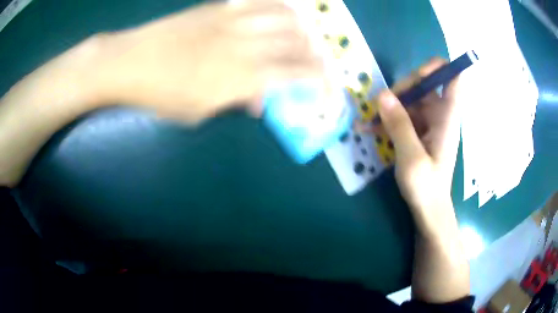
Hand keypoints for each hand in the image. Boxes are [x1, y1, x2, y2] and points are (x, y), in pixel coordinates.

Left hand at [97, 0, 324, 122]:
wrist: (129, 62)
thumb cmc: (159, 95)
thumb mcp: (197, 112)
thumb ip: (233, 103)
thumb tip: (258, 102)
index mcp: (240, 77)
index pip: (295, 74)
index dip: (319, 79)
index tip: (328, 85)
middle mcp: (244, 45)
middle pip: (295, 43)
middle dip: (315, 54)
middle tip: (318, 61)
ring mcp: (232, 21)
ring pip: (284, 16)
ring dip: (301, 27)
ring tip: (304, 35)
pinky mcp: (218, 8)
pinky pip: (258, 0)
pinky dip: (278, 4)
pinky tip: (284, 9)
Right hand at [374, 58, 460, 230]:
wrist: (428, 209)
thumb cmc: (426, 187)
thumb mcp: (411, 158)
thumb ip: (399, 125)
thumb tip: (382, 95)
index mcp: (446, 117)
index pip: (452, 78)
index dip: (437, 67)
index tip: (417, 74)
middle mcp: (439, 114)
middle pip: (424, 84)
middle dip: (402, 89)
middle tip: (380, 105)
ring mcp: (428, 122)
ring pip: (410, 99)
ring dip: (389, 106)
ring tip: (368, 121)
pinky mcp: (418, 130)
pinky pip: (403, 115)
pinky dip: (387, 120)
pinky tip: (369, 129)